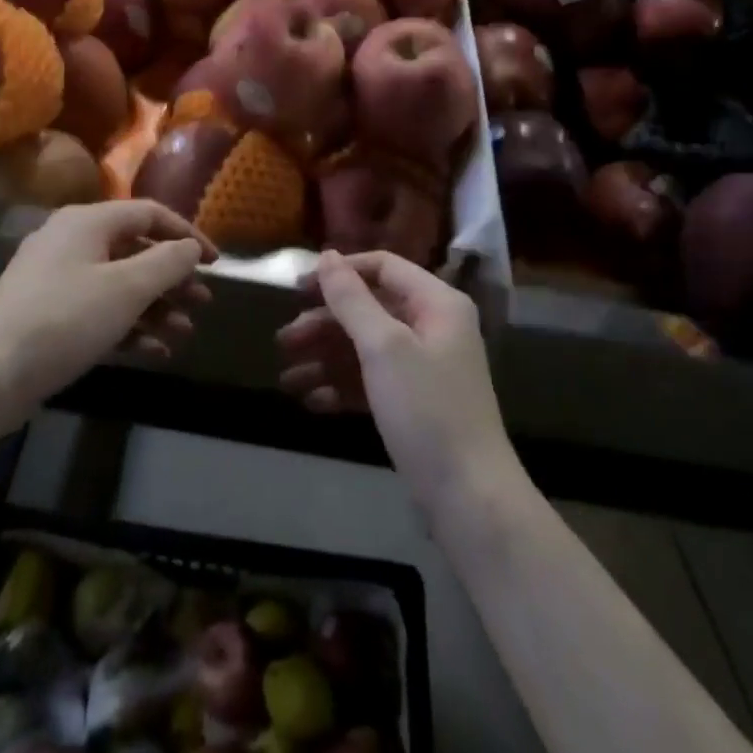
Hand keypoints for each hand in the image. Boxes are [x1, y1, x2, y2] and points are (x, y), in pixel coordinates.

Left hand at [0, 201, 213, 480]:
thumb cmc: (63, 320)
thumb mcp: (125, 289)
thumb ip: (167, 263)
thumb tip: (191, 248)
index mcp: (88, 222)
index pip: (149, 214)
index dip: (187, 234)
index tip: (216, 263)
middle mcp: (72, 242)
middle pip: (136, 249)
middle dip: (173, 277)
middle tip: (203, 302)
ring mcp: (58, 280)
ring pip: (120, 284)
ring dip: (156, 307)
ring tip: (185, 333)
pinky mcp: (50, 315)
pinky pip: (100, 310)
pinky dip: (130, 326)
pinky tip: (156, 352)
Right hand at [277, 250, 514, 514]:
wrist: (468, 497)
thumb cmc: (427, 409)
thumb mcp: (384, 347)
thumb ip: (352, 299)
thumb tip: (327, 255)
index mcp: (436, 303)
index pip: (382, 267)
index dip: (340, 273)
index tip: (298, 289)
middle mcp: (432, 328)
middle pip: (368, 310)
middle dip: (324, 324)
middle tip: (283, 341)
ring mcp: (423, 368)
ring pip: (364, 348)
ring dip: (325, 359)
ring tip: (287, 379)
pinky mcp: (412, 403)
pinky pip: (370, 381)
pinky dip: (341, 387)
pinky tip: (312, 401)